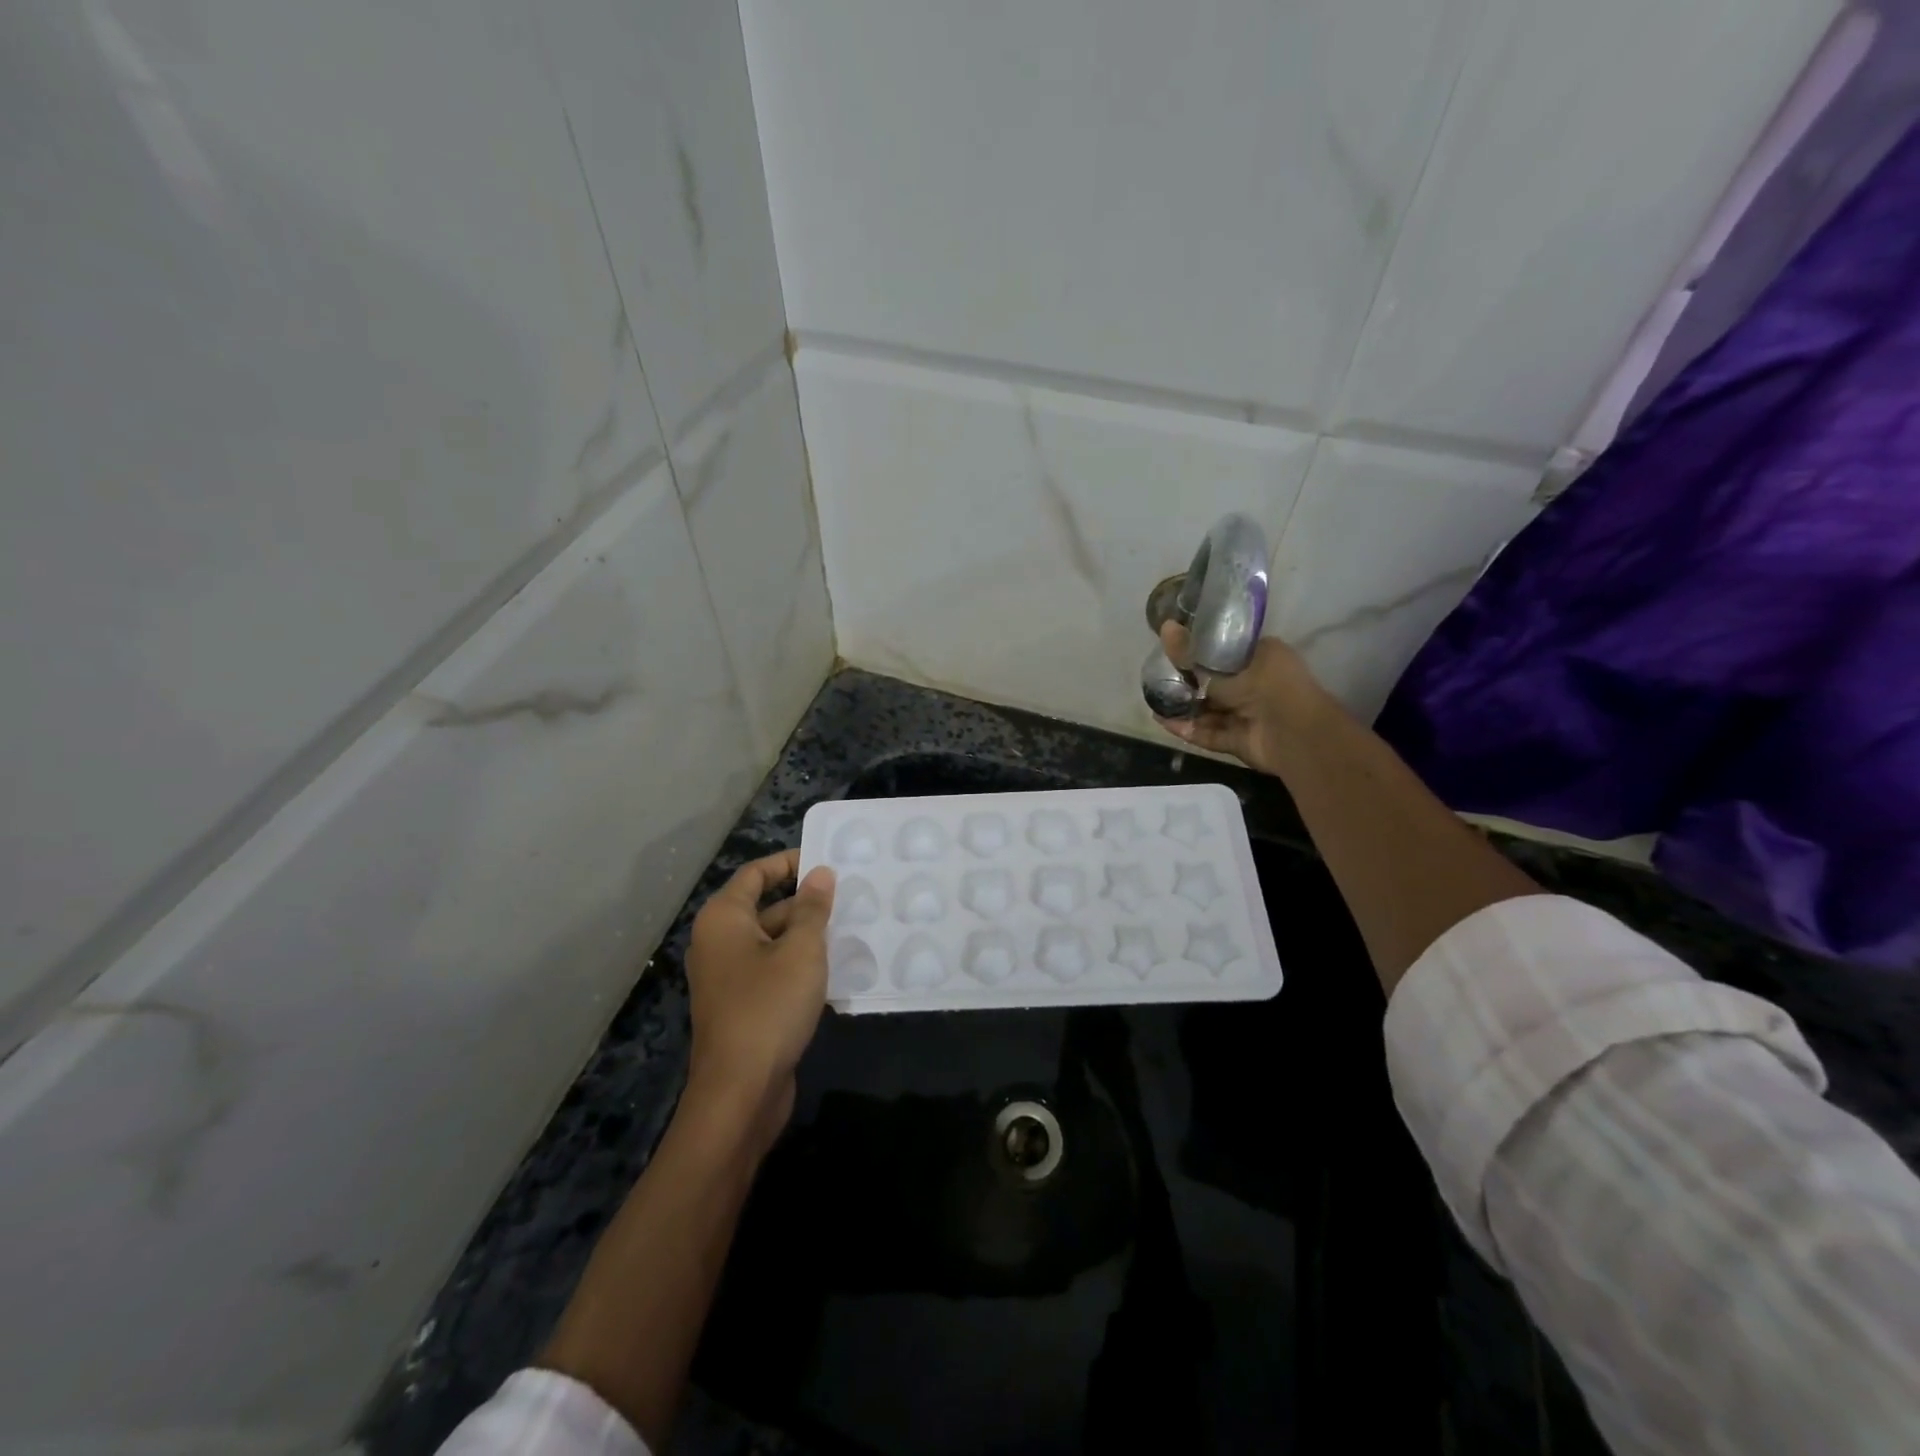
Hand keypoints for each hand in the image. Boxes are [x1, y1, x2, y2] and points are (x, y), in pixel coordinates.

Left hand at [683, 849, 835, 1147]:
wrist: (740, 1092)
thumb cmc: (769, 1007)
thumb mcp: (801, 951)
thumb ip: (813, 909)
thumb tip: (820, 873)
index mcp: (724, 919)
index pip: (756, 873)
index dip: (790, 863)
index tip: (827, 861)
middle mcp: (718, 942)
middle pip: (764, 906)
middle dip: (805, 901)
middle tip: (849, 896)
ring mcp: (727, 977)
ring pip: (771, 941)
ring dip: (806, 935)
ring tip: (850, 927)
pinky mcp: (741, 1005)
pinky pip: (771, 970)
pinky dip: (798, 964)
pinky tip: (835, 968)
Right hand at [1154, 621, 1335, 775]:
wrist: (1297, 735)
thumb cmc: (1270, 687)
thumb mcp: (1226, 666)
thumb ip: (1192, 655)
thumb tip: (1166, 627)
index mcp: (1262, 658)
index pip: (1226, 651)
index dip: (1200, 651)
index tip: (1174, 649)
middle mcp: (1256, 685)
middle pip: (1214, 683)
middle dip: (1187, 683)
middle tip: (1157, 677)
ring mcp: (1247, 715)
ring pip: (1210, 710)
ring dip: (1184, 708)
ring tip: (1154, 701)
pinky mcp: (1240, 740)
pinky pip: (1210, 733)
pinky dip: (1189, 728)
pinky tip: (1164, 722)